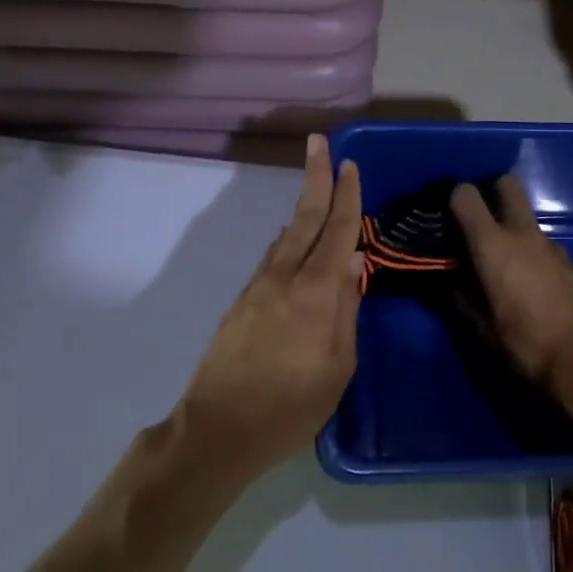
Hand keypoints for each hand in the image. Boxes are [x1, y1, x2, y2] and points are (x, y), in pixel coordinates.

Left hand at [176, 134, 362, 475]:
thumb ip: (347, 309)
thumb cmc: (291, 406)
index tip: (350, 164)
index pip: (337, 232)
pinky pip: (273, 258)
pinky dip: (289, 240)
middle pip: (304, 218)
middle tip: (318, 142)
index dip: (346, 196)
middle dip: (315, 178)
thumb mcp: (338, 366)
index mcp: (315, 292)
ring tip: (316, 190)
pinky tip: (294, 242)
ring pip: (286, 236)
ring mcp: (258, 288)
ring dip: (303, 209)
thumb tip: (354, 261)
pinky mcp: (242, 302)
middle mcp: (284, 278)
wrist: (219, 429)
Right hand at [450, 176, 572, 403]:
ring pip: (526, 217)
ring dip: (511, 227)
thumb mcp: (484, 327)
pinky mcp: (569, 260)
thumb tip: (455, 285)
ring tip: (500, 258)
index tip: (447, 216)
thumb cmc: (526, 342)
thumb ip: (466, 298)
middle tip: (479, 219)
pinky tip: (526, 278)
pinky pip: (541, 242)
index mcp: (493, 245)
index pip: (466, 196)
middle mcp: (522, 234)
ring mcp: (550, 244)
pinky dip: (529, 250)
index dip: (454, 199)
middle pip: (507, 185)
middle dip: (492, 192)